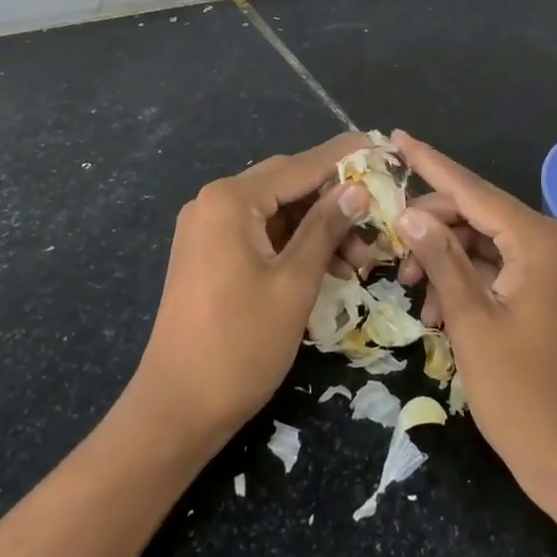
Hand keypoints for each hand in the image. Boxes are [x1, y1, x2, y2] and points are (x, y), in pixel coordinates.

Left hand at [131, 133, 369, 446]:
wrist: (176, 410)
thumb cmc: (240, 345)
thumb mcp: (294, 284)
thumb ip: (325, 229)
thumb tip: (357, 189)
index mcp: (230, 200)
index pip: (299, 166)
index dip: (343, 158)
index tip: (380, 146)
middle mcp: (214, 203)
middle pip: (287, 185)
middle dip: (334, 200)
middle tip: (378, 216)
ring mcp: (208, 230)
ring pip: (277, 213)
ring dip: (317, 228)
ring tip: (359, 260)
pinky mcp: (209, 256)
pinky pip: (261, 235)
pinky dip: (295, 245)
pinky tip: (328, 267)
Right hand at [390, 131, 556, 506]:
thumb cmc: (522, 396)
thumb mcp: (471, 323)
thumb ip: (441, 259)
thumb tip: (409, 213)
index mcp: (538, 241)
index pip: (471, 190)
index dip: (429, 163)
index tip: (394, 137)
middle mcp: (550, 241)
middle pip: (475, 213)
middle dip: (430, 227)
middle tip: (389, 247)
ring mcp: (551, 266)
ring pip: (482, 240)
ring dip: (444, 257)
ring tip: (413, 289)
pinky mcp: (546, 288)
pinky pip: (495, 265)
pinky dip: (464, 278)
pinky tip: (437, 306)